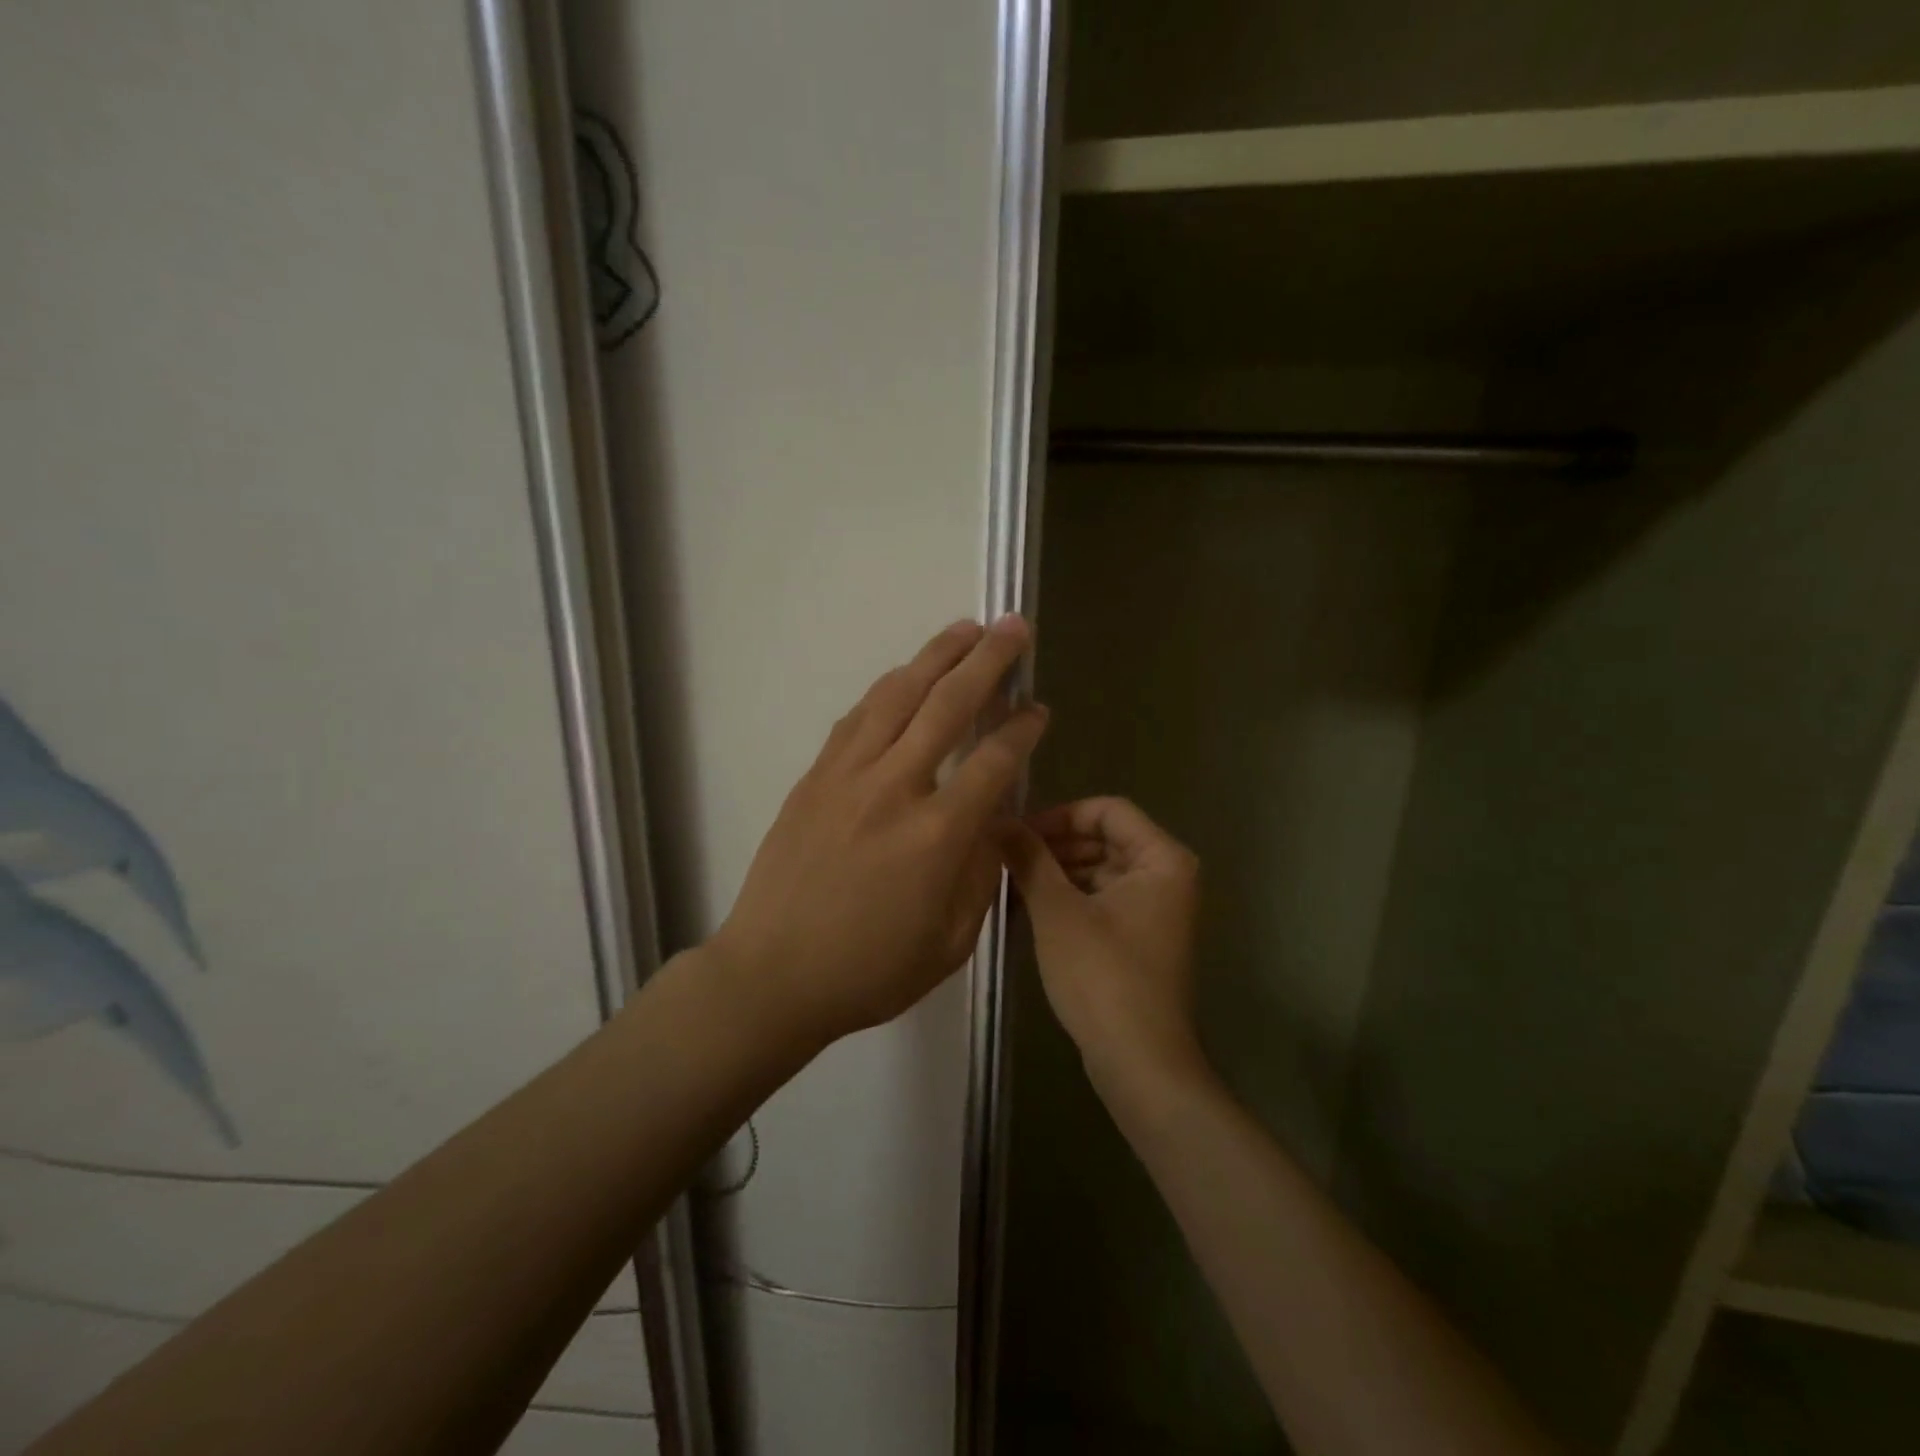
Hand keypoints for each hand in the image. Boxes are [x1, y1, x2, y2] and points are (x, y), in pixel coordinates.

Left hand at [713, 616, 1047, 1044]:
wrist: (772, 976)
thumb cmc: (869, 970)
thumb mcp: (950, 942)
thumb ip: (980, 874)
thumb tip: (991, 822)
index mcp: (936, 836)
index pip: (993, 761)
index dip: (1022, 728)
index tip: (1039, 707)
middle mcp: (893, 790)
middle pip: (947, 705)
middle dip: (988, 660)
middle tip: (1014, 626)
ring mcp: (847, 776)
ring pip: (897, 696)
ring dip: (936, 656)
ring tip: (965, 628)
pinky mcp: (814, 777)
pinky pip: (857, 717)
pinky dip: (888, 688)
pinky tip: (905, 675)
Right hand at [1002, 797, 1204, 1084]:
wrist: (1139, 1061)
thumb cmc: (1102, 975)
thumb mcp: (1057, 910)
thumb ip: (1029, 858)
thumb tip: (998, 820)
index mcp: (1161, 858)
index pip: (1107, 810)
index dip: (1059, 815)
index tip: (1018, 833)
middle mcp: (1167, 875)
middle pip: (1105, 838)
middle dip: (1055, 844)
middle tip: (1007, 857)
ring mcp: (1156, 908)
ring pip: (1101, 868)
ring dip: (1058, 870)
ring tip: (1012, 881)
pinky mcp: (1141, 936)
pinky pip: (1103, 897)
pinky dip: (1071, 896)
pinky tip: (1032, 906)